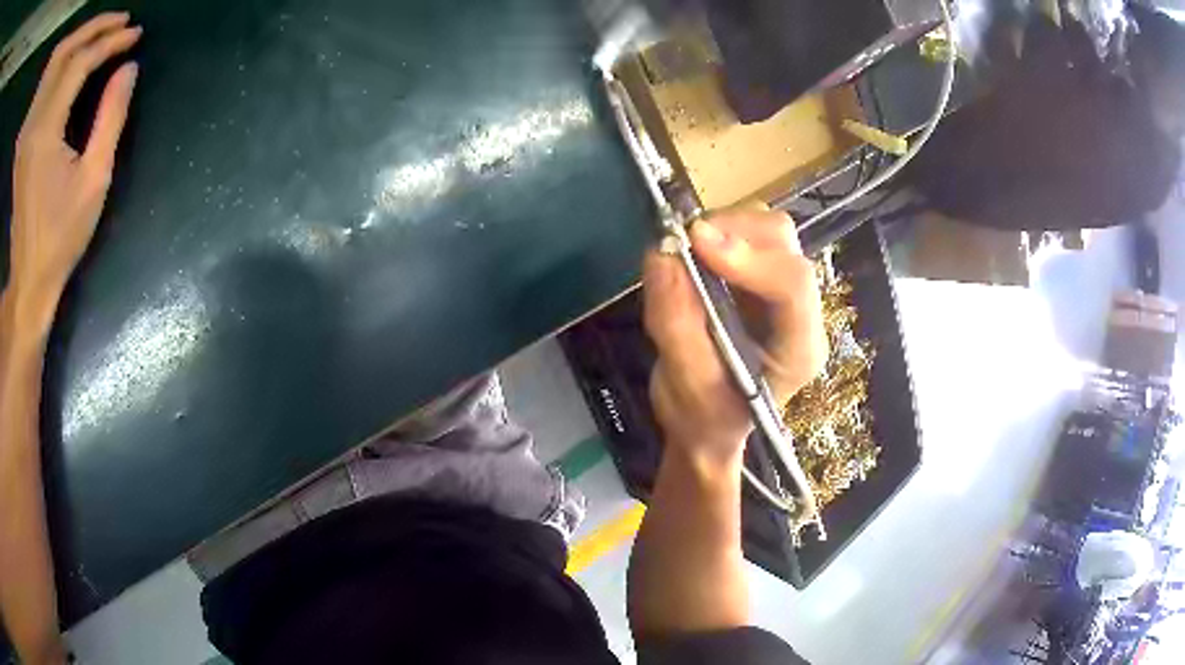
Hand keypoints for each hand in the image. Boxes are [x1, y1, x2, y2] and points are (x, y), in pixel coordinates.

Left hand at [9, 12, 140, 326]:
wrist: (21, 285)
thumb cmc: (56, 241)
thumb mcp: (92, 183)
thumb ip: (110, 119)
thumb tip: (128, 68)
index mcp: (49, 126)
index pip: (84, 61)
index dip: (111, 41)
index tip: (133, 35)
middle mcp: (38, 120)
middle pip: (69, 52)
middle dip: (96, 28)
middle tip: (119, 21)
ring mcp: (30, 132)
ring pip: (57, 67)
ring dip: (78, 41)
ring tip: (97, 32)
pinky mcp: (26, 145)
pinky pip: (46, 90)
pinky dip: (61, 66)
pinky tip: (70, 61)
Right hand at [643, 209, 827, 463]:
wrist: (708, 427)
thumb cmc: (704, 419)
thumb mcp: (685, 385)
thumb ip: (675, 324)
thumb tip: (661, 255)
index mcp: (799, 349)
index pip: (793, 285)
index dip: (748, 257)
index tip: (696, 243)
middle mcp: (801, 311)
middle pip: (784, 243)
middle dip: (733, 232)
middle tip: (684, 243)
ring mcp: (781, 289)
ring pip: (766, 230)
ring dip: (721, 229)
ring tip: (683, 253)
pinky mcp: (758, 277)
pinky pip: (743, 236)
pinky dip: (713, 235)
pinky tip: (691, 259)